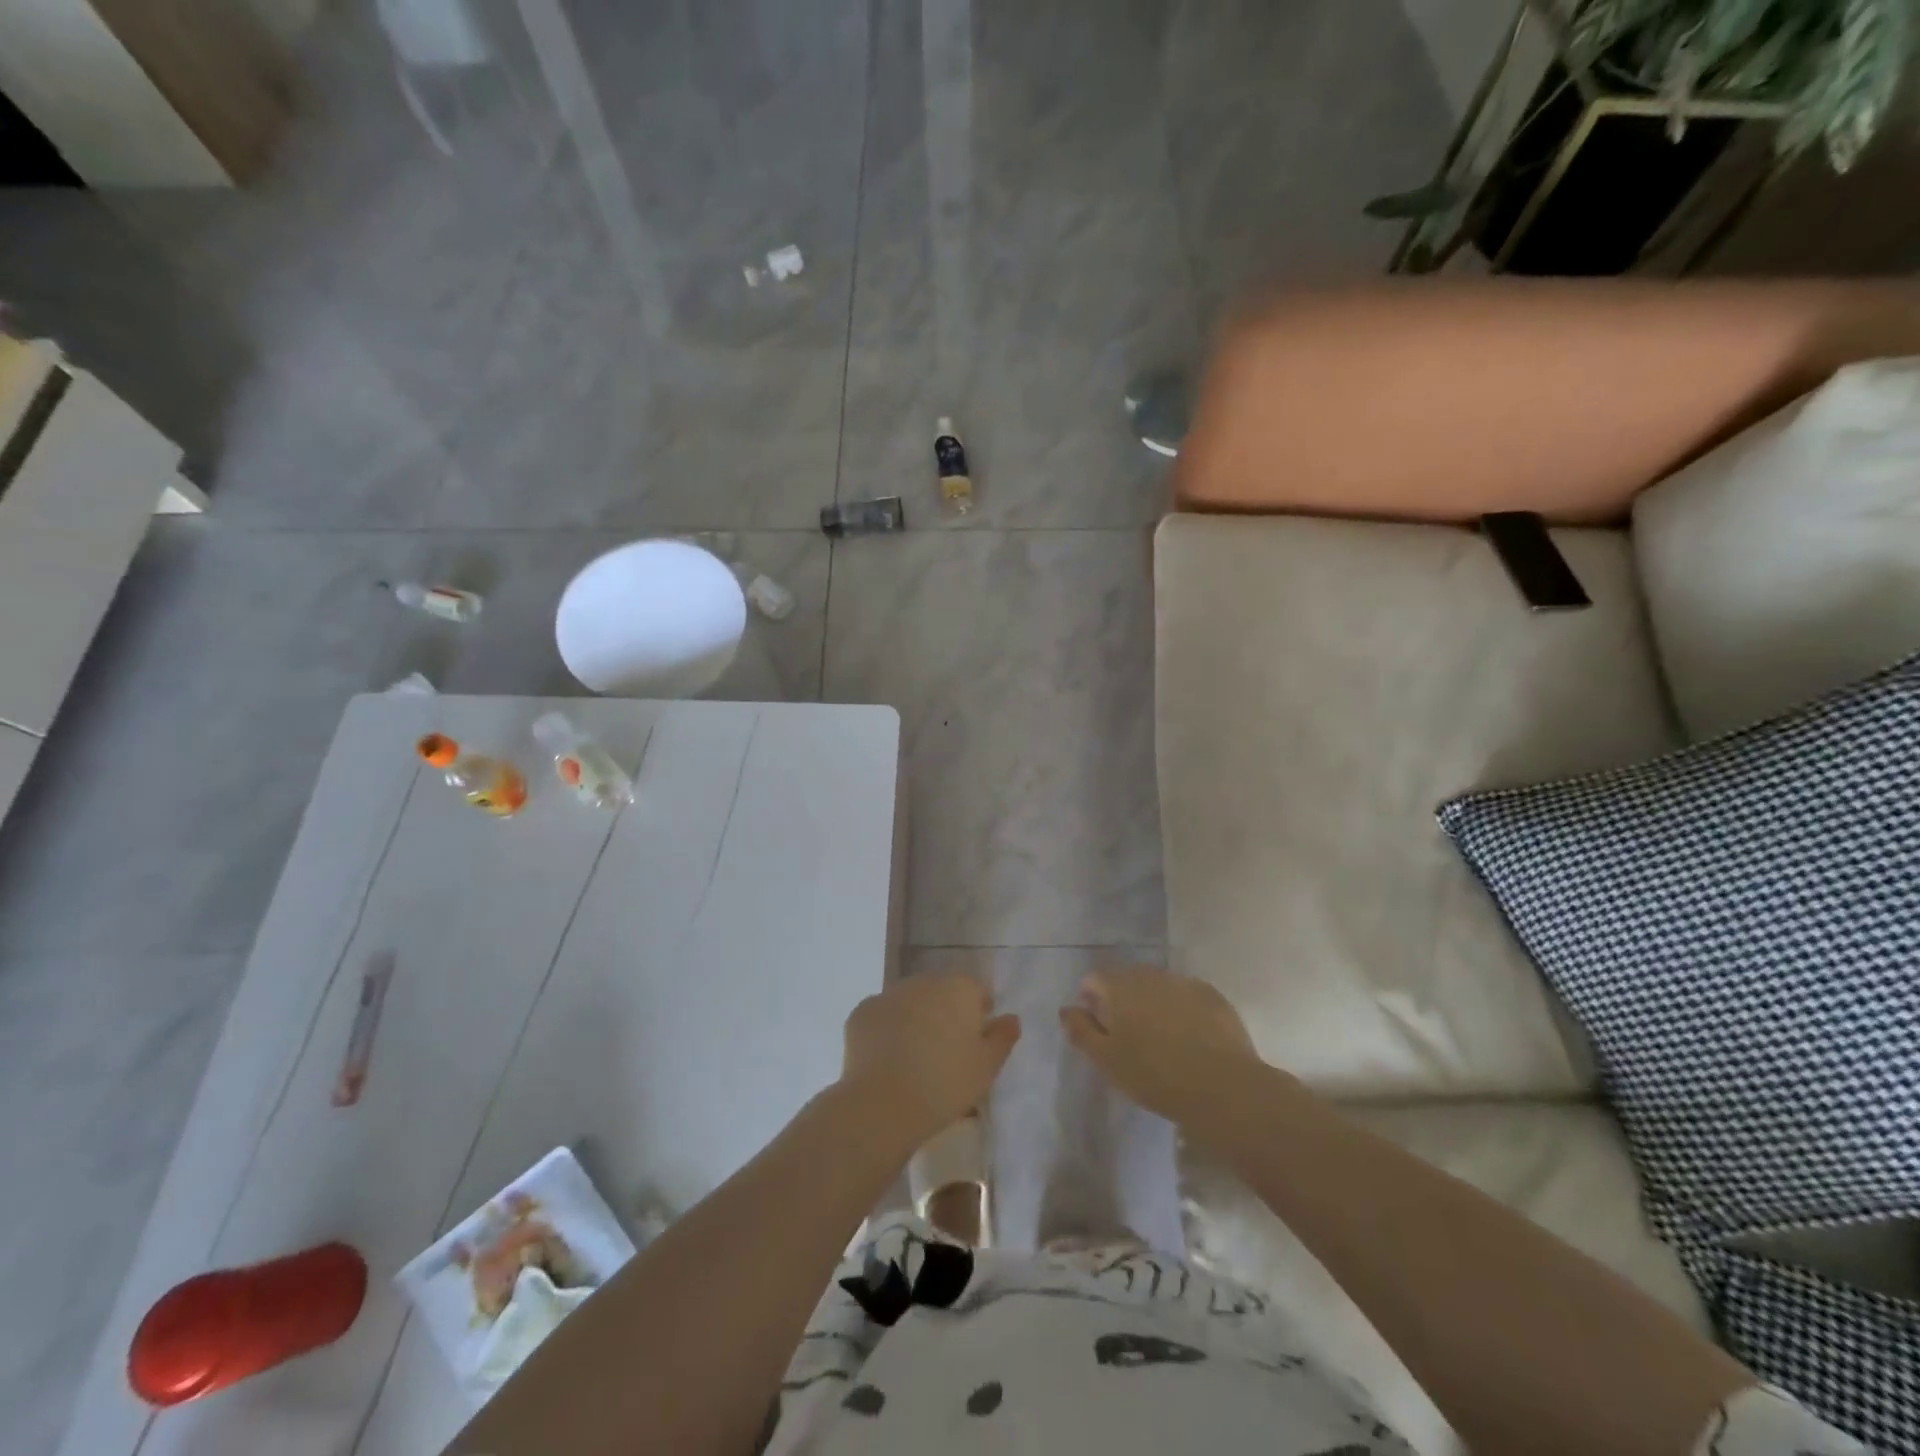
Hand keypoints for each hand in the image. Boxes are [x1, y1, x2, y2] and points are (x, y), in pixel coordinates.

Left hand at [840, 972, 1020, 1147]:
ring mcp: (889, 994)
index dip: (979, 1011)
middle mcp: (923, 981)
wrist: (883, 1104)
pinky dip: (887, 1031)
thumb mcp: (987, 1067)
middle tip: (947, 1050)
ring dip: (916, 1018)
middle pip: (941, 991)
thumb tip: (1011, 1018)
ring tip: (916, 1057)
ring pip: (910, 1002)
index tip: (977, 1039)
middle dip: (946, 1012)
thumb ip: (1003, 1037)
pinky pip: (882, 1017)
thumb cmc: (945, 1084)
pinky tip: (888, 1060)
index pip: (976, 988)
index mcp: (958, 988)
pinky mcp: (861, 1012)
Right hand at [1060, 966, 1263, 1125]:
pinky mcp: (1212, 995)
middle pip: (1126, 979)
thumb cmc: (1153, 1076)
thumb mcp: (1105, 1060)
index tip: (1100, 1031)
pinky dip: (1181, 1009)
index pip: (1093, 980)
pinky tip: (1190, 1038)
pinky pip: (1186, 996)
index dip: (1091, 1002)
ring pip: (1157, 986)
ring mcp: (1183, 982)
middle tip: (1129, 1039)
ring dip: (1152, 1004)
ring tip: (1161, 1040)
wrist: (1222, 1087)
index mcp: (1119, 986)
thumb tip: (1067, 1008)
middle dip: (1122, 1001)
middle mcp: (1149, 974)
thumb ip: (1080, 1030)